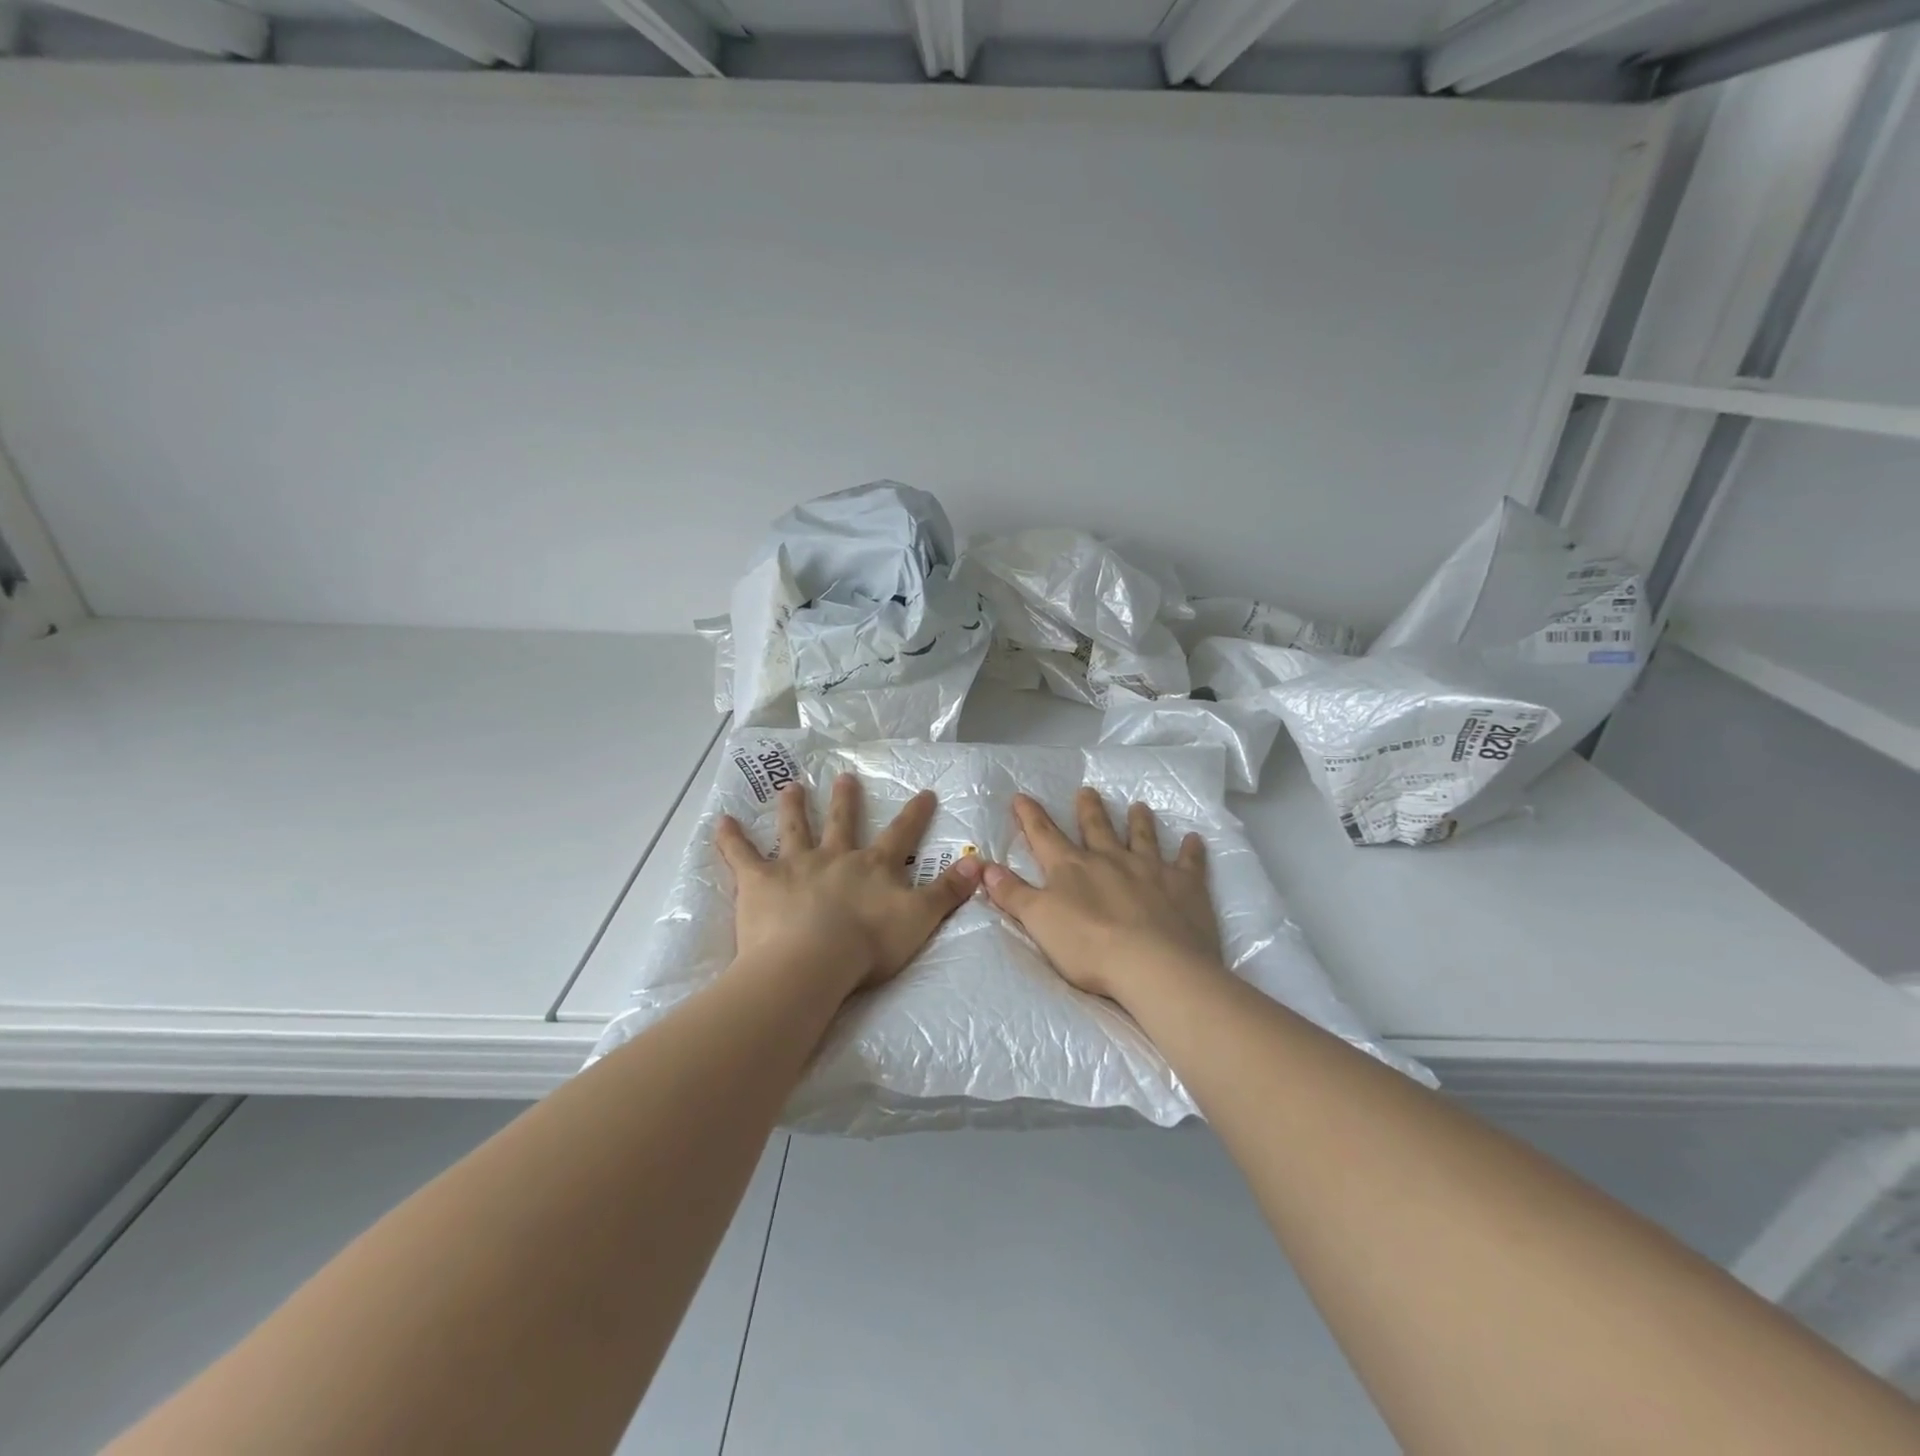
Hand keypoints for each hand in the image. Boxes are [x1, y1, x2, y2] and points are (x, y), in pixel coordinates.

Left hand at [715, 775, 982, 997]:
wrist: (814, 961)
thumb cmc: (869, 944)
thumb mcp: (920, 919)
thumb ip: (948, 892)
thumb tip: (978, 864)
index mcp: (873, 867)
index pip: (900, 835)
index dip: (914, 814)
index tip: (924, 792)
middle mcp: (835, 857)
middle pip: (841, 822)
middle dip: (845, 800)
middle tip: (843, 776)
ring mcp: (795, 866)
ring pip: (794, 830)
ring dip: (793, 807)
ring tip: (790, 787)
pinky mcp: (760, 882)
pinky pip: (741, 856)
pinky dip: (730, 839)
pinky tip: (720, 821)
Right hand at [983, 788, 1224, 1008]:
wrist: (1153, 965)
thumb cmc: (1088, 946)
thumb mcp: (1039, 921)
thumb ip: (1013, 894)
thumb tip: (985, 867)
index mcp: (1072, 867)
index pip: (1045, 835)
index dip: (1030, 816)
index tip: (1021, 797)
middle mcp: (1110, 859)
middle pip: (1096, 828)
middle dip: (1089, 809)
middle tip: (1087, 791)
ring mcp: (1150, 869)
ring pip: (1142, 837)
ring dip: (1139, 821)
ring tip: (1139, 806)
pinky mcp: (1185, 886)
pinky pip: (1189, 862)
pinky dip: (1192, 850)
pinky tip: (1195, 839)